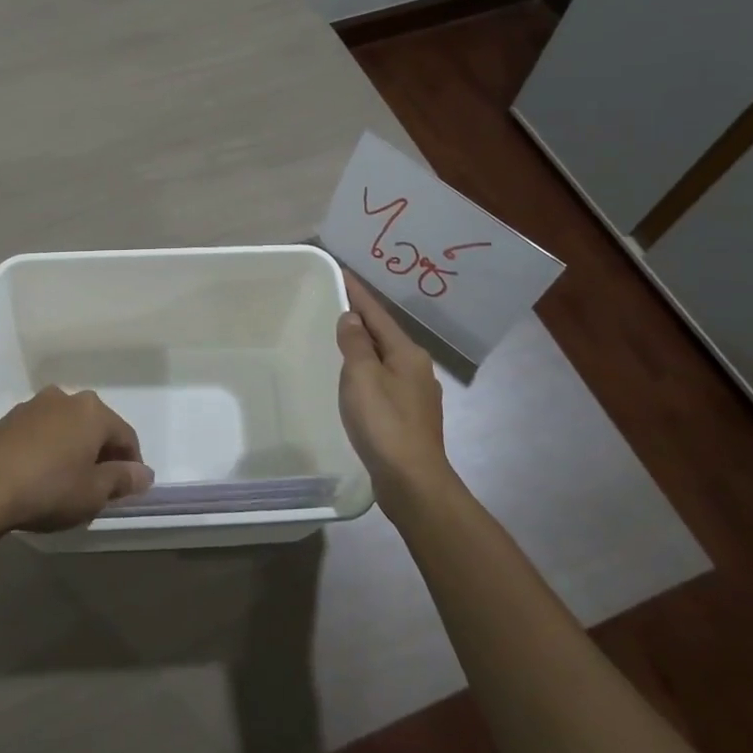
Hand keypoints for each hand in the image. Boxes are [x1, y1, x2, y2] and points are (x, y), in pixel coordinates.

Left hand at [0, 387, 151, 535]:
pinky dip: (49, 449)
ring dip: (73, 449)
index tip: (129, 490)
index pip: (126, 436)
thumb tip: (144, 473)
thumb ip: (122, 480)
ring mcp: (34, 405)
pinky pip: (42, 432)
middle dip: (102, 454)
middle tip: (100, 487)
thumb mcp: (93, 492)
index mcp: (93, 411)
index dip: (132, 464)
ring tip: (68, 482)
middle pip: (95, 427)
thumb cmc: (48, 488)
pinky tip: (41, 475)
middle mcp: (66, 398)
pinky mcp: (8, 419)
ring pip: (67, 427)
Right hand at [336, 270, 451, 494]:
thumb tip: (351, 318)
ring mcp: (416, 394)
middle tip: (335, 301)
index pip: (377, 314)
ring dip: (365, 345)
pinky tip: (355, 379)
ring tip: (341, 337)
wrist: (412, 480)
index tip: (342, 271)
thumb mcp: (362, 376)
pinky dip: (368, 370)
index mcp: (407, 353)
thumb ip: (355, 344)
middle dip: (362, 318)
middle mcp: (417, 368)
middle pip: (384, 334)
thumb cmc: (384, 423)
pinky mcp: (409, 416)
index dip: (358, 293)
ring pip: (385, 358)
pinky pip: (384, 379)